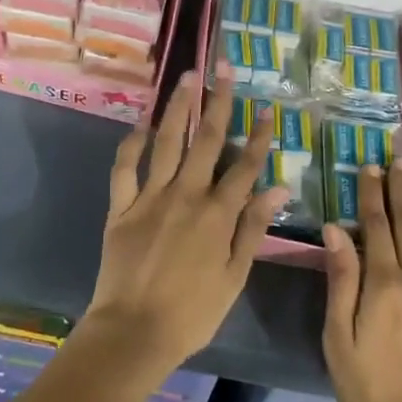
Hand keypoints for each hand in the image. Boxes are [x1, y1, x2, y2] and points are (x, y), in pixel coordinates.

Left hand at [82, 66, 290, 382]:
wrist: (133, 333)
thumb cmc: (191, 313)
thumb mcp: (234, 276)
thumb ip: (253, 228)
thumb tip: (280, 188)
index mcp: (217, 214)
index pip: (245, 166)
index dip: (259, 137)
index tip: (267, 109)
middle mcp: (186, 194)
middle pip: (206, 140)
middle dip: (218, 101)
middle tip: (224, 68)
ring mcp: (150, 196)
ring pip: (167, 141)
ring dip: (178, 107)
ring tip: (187, 77)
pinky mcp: (121, 206)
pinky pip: (125, 167)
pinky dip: (132, 142)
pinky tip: (140, 123)